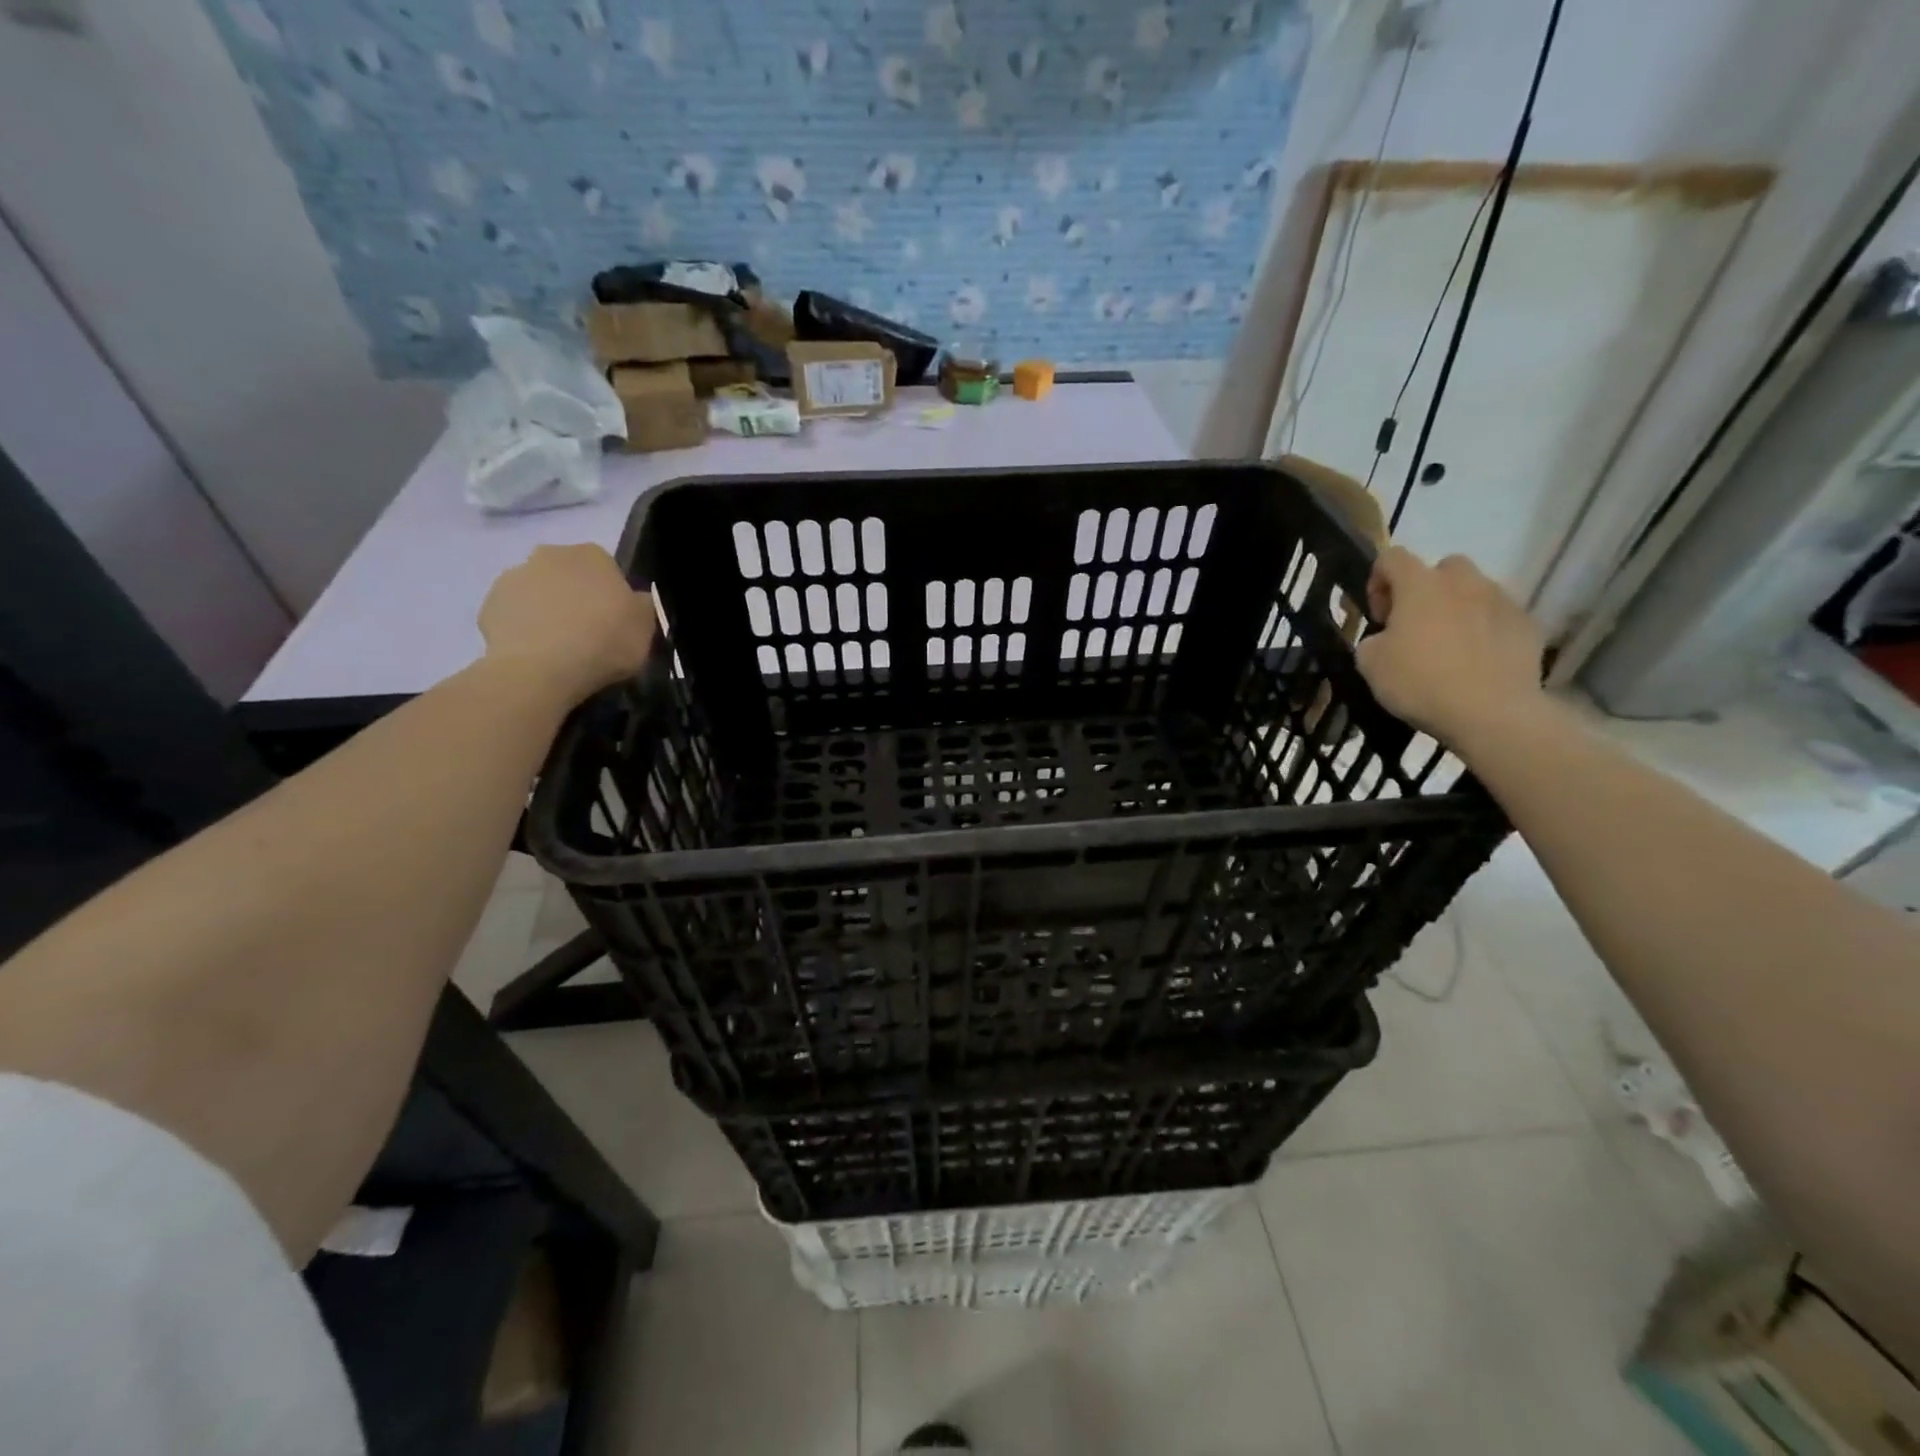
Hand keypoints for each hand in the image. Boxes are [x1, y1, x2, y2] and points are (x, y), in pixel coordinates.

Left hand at [478, 544, 656, 704]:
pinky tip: (536, 654)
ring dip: (547, 611)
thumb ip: (641, 606)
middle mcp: (550, 555)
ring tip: (559, 648)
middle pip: (568, 575)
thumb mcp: (645, 627)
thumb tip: (635, 600)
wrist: (541, 669)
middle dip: (575, 596)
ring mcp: (513, 577)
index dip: (612, 595)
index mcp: (592, 555)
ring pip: (537, 593)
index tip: (615, 621)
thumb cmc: (604, 641)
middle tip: (587, 633)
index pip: (606, 568)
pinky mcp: (489, 605)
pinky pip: (514, 615)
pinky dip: (523, 629)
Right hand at [1354, 547, 1544, 744]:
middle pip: (1443, 567)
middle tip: (1416, 625)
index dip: (1378, 580)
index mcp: (1420, 586)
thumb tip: (1385, 638)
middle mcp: (1464, 582)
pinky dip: (1486, 630)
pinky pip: (1500, 616)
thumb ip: (1372, 640)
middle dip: (1427, 589)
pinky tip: (1478, 660)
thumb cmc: (1420, 682)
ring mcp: (1501, 601)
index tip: (1379, 616)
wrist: (1490, 712)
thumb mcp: (1370, 664)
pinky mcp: (1527, 625)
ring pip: (1475, 590)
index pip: (1392, 557)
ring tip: (1451, 644)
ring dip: (1459, 607)